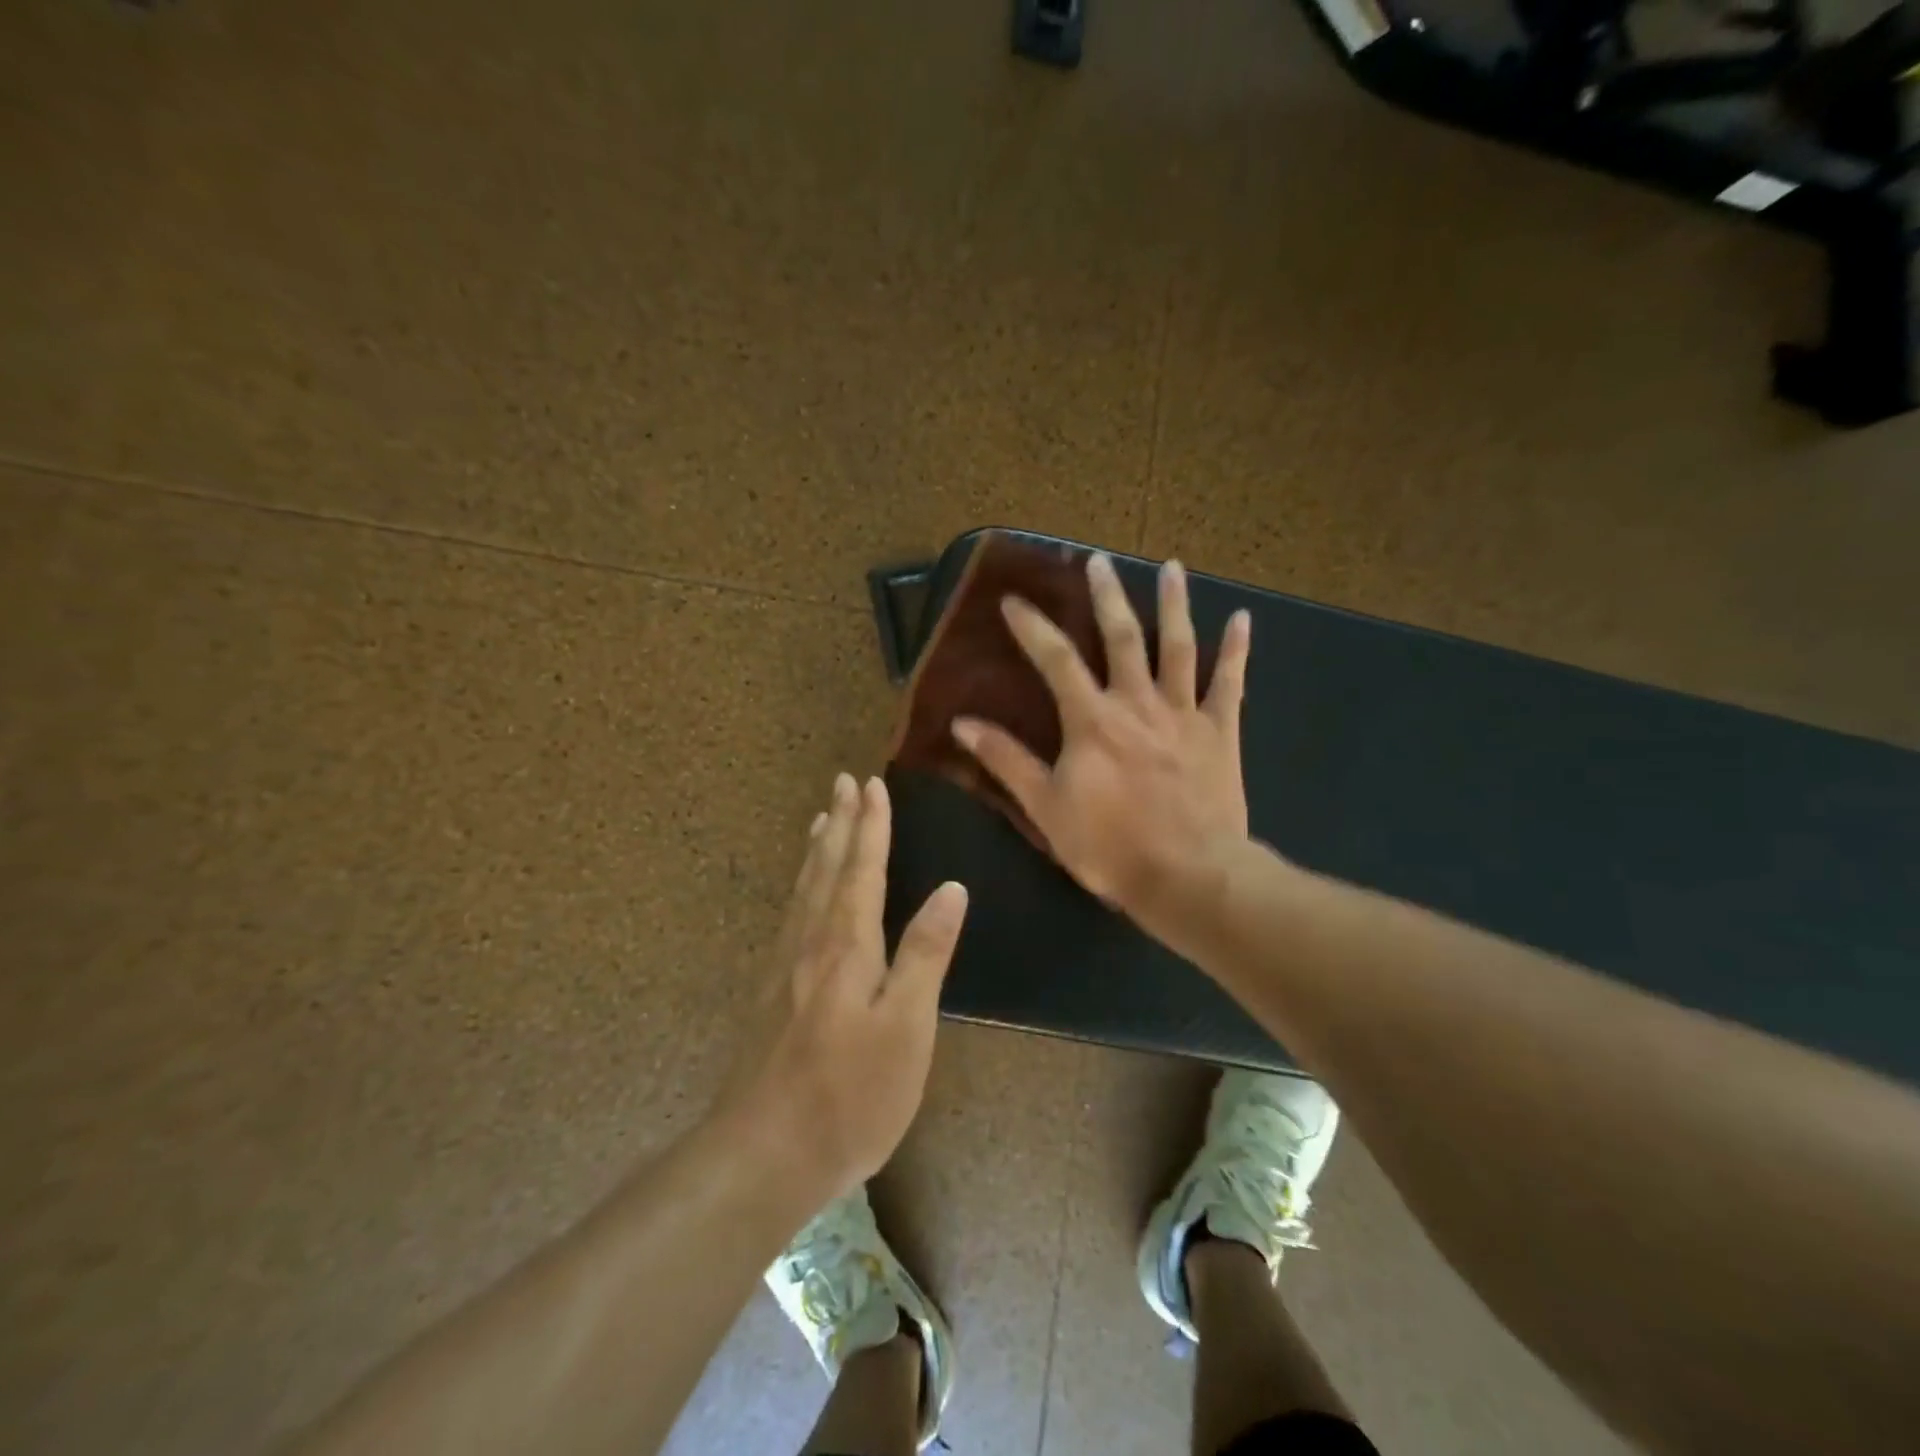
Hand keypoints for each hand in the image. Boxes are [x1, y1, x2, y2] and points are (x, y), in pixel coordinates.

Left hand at [716, 773, 968, 1207]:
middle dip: (842, 823)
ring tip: (822, 818)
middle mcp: (812, 942)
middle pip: (828, 867)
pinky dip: (800, 885)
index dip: (871, 826)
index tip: (873, 784)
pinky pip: (790, 914)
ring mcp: (786, 966)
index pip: (863, 868)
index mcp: (848, 944)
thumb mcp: (907, 1026)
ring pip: (804, 889)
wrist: (762, 1153)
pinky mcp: (772, 992)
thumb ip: (926, 953)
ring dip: (818, 848)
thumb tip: (951, 887)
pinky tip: (801, 894)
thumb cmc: (850, 1094)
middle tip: (844, 782)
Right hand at [951, 552, 1250, 931]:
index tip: (1013, 600)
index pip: (1055, 659)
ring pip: (1178, 646)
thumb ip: (1006, 761)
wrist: (1190, 877)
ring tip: (1171, 567)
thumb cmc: (1111, 847)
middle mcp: (1137, 702)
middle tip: (1098, 560)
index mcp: (1092, 720)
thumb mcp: (1046, 808)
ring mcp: (1184, 713)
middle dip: (1106, 595)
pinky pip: (1230, 683)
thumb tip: (962, 724)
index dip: (1032, 627)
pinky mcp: (1220, 732)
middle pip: (1121, 637)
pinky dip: (1237, 650)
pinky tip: (1242, 618)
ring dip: (1173, 604)